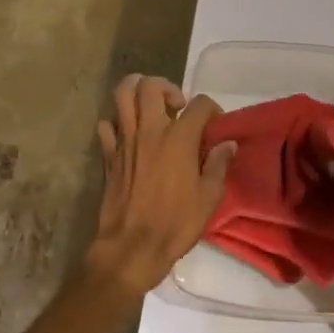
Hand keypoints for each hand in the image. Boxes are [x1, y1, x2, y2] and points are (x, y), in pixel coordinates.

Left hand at [89, 75, 235, 292]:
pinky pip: (106, 126)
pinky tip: (128, 135)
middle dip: (167, 87)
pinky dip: (116, 124)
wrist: (132, 247)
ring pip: (122, 95)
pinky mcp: (108, 155)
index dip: (211, 109)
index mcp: (179, 139)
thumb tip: (227, 144)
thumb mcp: (209, 198)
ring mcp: (125, 140)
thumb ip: (218, 165)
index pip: (200, 104)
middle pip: (151, 85)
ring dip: (137, 91)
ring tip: (150, 107)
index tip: (214, 125)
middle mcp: (150, 131)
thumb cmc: (176, 223)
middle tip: (177, 107)